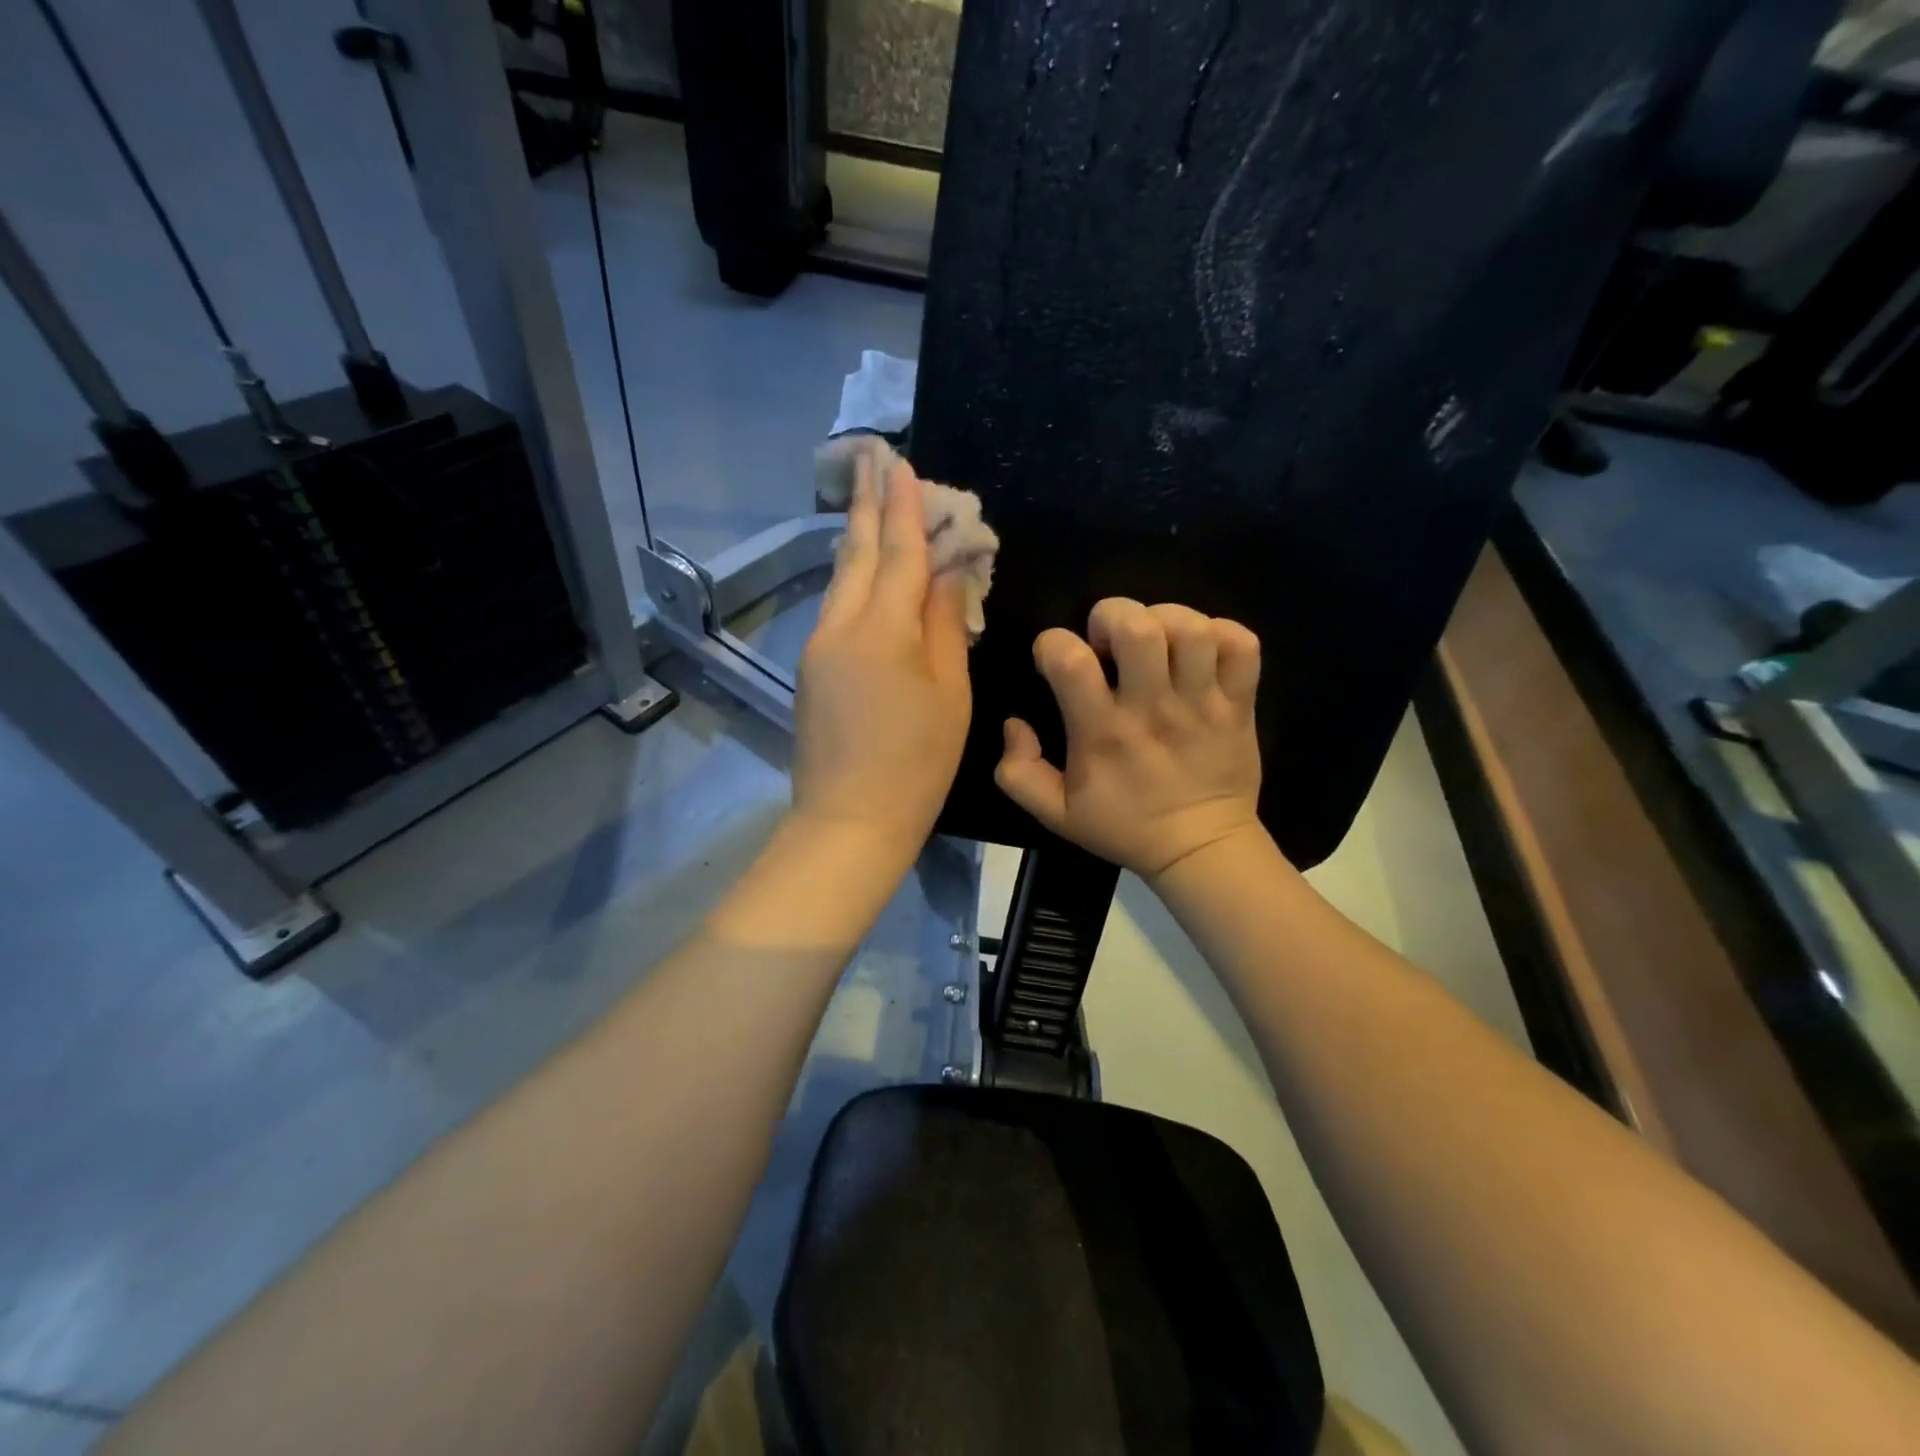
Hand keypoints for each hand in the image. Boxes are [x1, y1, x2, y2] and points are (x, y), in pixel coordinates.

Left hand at [792, 451, 972, 858]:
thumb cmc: (917, 762)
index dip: (905, 508)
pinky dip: (854, 581)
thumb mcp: (949, 693)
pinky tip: (865, 574)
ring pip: (841, 580)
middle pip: (857, 555)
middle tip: (873, 459)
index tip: (903, 463)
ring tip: (871, 507)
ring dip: (858, 541)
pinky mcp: (810, 670)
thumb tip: (944, 574)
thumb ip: (944, 626)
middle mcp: (841, 626)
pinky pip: (836, 610)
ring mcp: (818, 648)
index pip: (899, 553)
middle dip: (868, 506)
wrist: (849, 820)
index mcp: (883, 630)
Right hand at [995, 598, 1263, 880]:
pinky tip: (1200, 651)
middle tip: (1108, 642)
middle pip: (1137, 627)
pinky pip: (1241, 645)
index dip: (1052, 645)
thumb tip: (1014, 723)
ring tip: (1155, 641)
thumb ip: (1017, 772)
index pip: (1069, 660)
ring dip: (1165, 619)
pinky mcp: (1239, 704)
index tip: (1056, 662)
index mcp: (1102, 733)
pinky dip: (1221, 633)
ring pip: (1192, 629)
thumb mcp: (1054, 813)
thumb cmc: (1124, 827)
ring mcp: (1201, 704)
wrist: (1200, 849)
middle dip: (1111, 616)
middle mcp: (1151, 709)